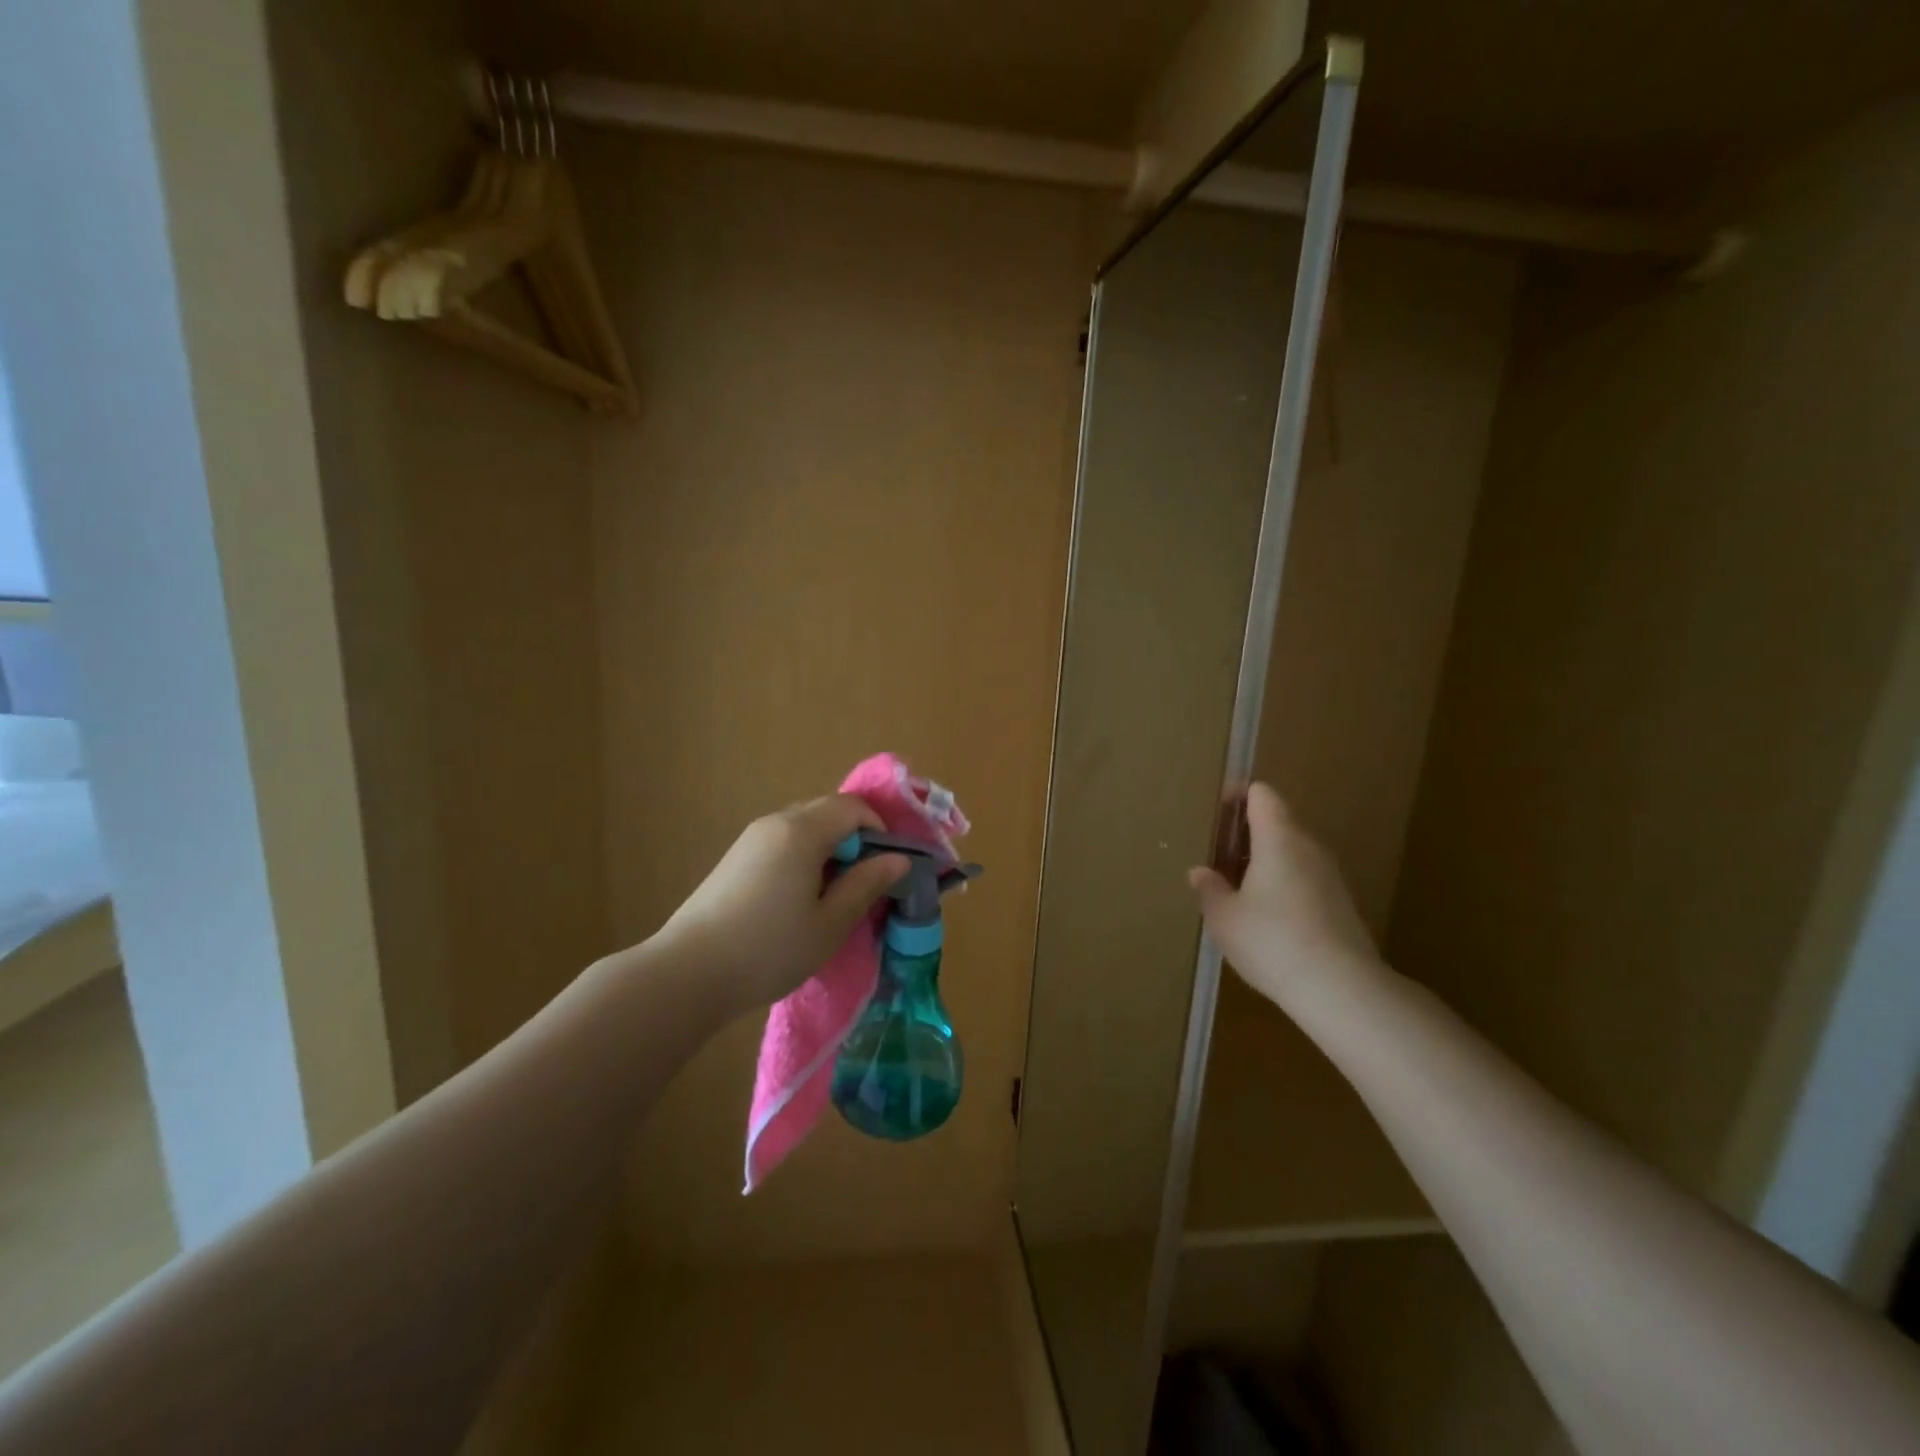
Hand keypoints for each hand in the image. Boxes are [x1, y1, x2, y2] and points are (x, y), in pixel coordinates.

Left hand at [658, 795, 910, 1014]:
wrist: (688, 974)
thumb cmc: (770, 948)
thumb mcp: (831, 923)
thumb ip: (867, 885)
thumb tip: (898, 859)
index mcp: (802, 831)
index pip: (853, 807)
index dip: (879, 828)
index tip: (887, 867)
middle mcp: (775, 822)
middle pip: (827, 811)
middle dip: (855, 838)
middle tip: (864, 883)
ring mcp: (750, 839)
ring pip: (804, 826)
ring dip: (828, 849)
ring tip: (832, 896)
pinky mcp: (735, 859)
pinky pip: (782, 842)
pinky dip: (803, 857)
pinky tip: (798, 900)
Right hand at [1188, 783, 1381, 1008]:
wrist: (1341, 989)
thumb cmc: (1272, 940)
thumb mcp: (1224, 917)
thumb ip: (1209, 889)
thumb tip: (1201, 872)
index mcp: (1278, 838)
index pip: (1262, 795)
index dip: (1238, 796)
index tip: (1216, 814)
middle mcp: (1308, 847)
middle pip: (1276, 823)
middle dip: (1245, 836)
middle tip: (1216, 860)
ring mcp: (1329, 876)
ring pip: (1290, 853)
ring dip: (1262, 862)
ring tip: (1235, 891)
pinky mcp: (1340, 904)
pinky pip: (1303, 878)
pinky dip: (1281, 885)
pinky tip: (1264, 918)